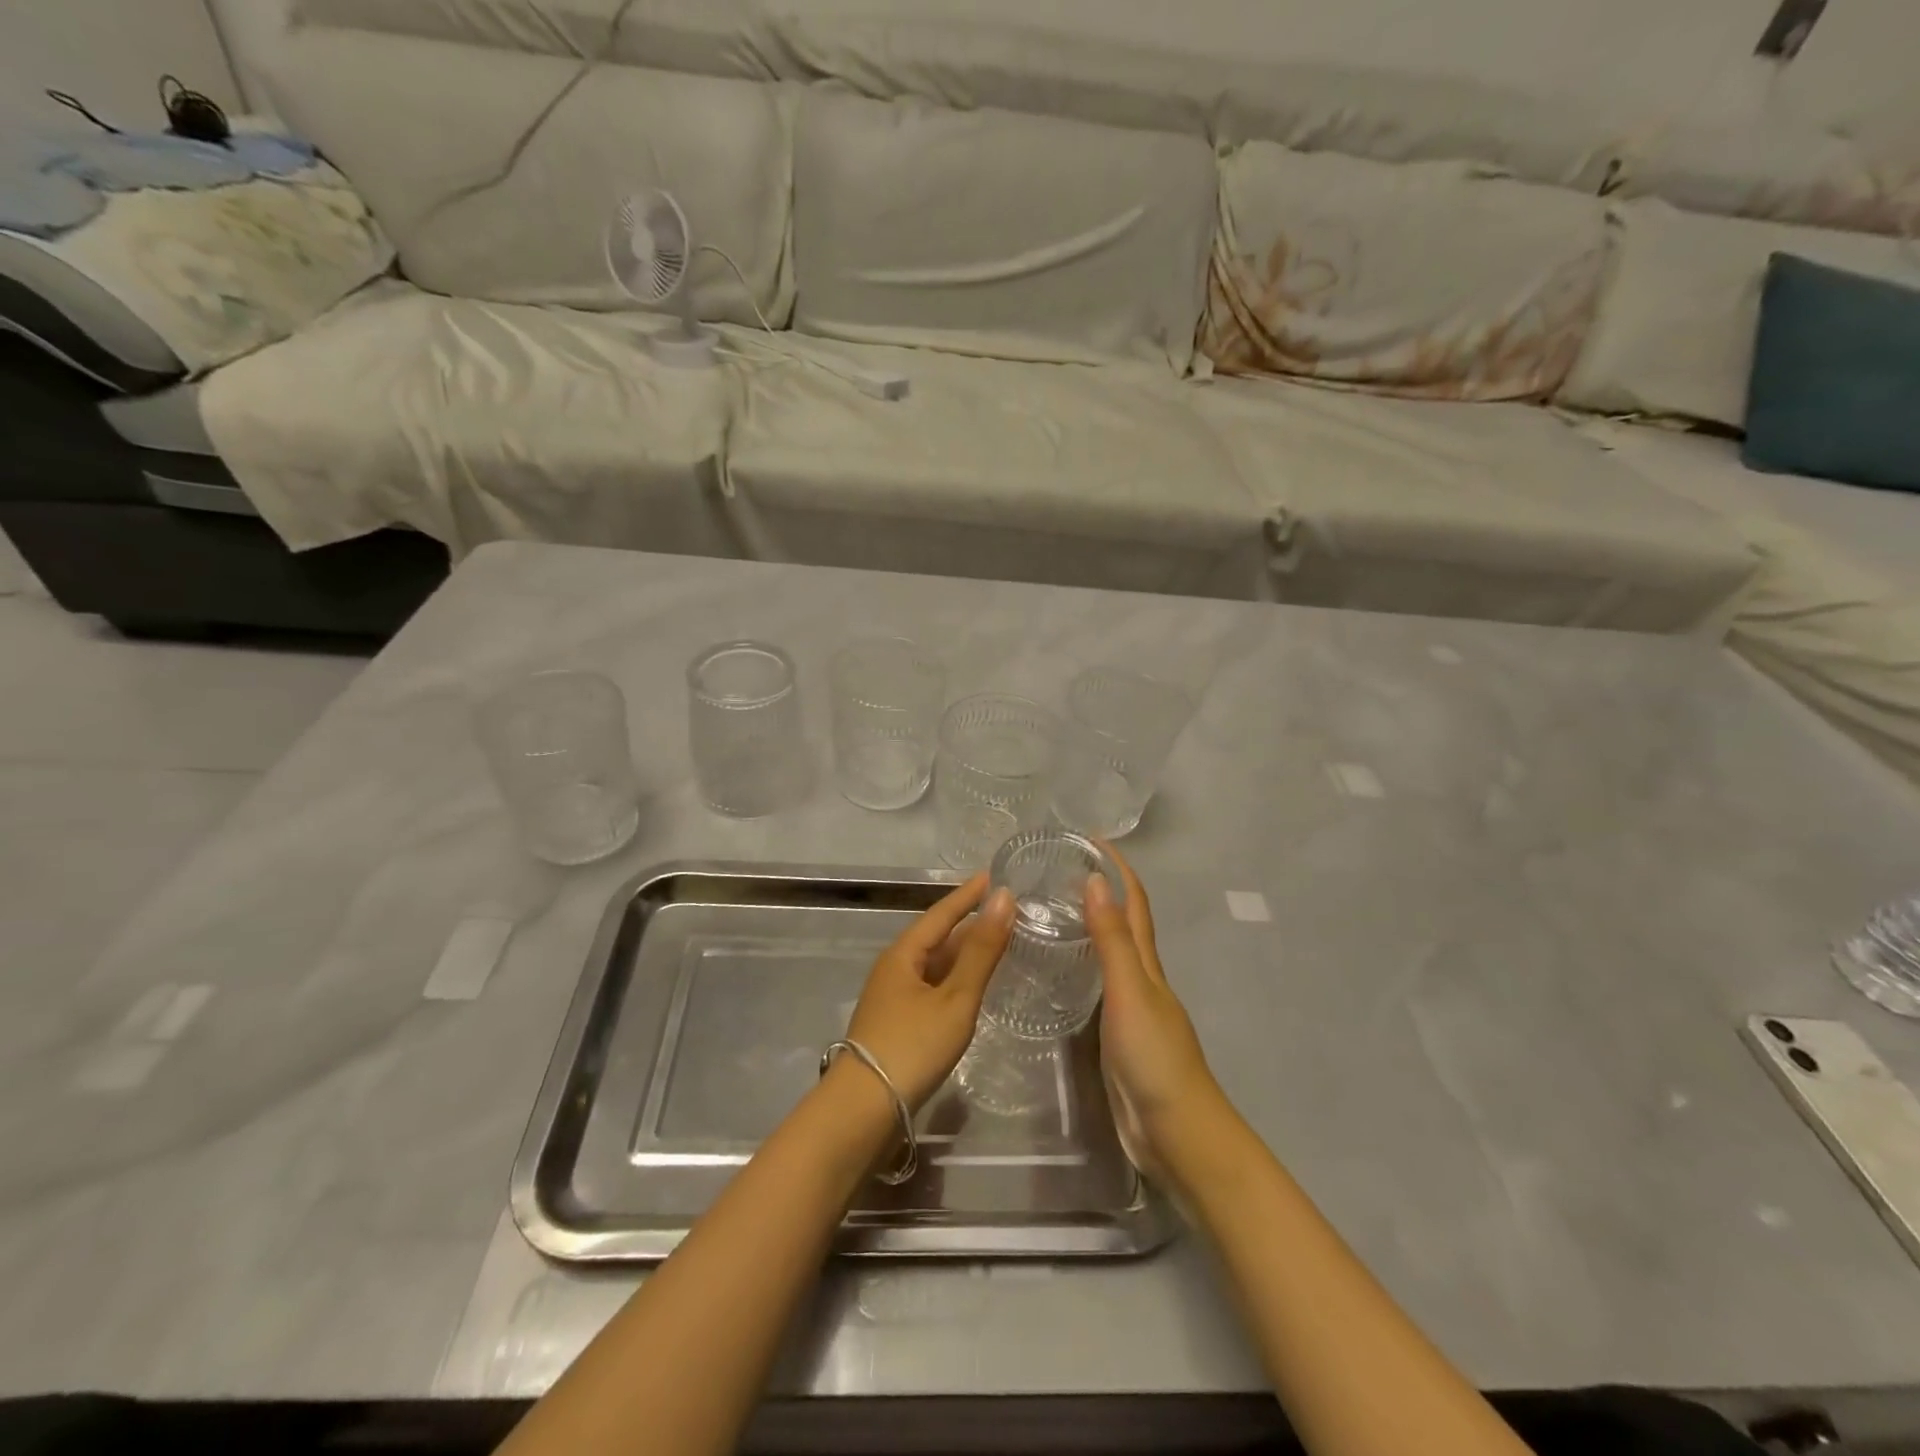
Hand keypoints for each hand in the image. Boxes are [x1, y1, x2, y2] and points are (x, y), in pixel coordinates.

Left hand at [844, 873, 1015, 1110]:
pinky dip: (956, 980)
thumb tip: (1003, 898)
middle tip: (1005, 911)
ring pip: (935, 965)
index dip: (968, 894)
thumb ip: (982, 951)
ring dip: (964, 953)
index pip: (941, 913)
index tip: (991, 875)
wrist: (863, 1110)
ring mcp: (893, 998)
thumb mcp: (955, 997)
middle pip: (937, 938)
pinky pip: (933, 988)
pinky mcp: (898, 1024)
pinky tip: (972, 988)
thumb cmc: (912, 1046)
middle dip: (969, 923)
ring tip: (997, 943)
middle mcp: (895, 969)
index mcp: (903, 954)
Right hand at [1085, 847, 1222, 1179]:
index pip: (1134, 904)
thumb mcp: (1129, 990)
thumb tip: (1096, 880)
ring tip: (1051, 912)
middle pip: (1124, 925)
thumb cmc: (1153, 1055)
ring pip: (1111, 956)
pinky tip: (1060, 973)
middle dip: (1101, 892)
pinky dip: (1083, 968)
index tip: (1091, 840)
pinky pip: (1098, 988)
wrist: (1175, 1130)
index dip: (1119, 870)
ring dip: (1091, 928)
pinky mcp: (1117, 1036)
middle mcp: (1141, 979)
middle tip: (1059, 872)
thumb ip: (1111, 940)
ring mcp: (1130, 1008)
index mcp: (1147, 964)